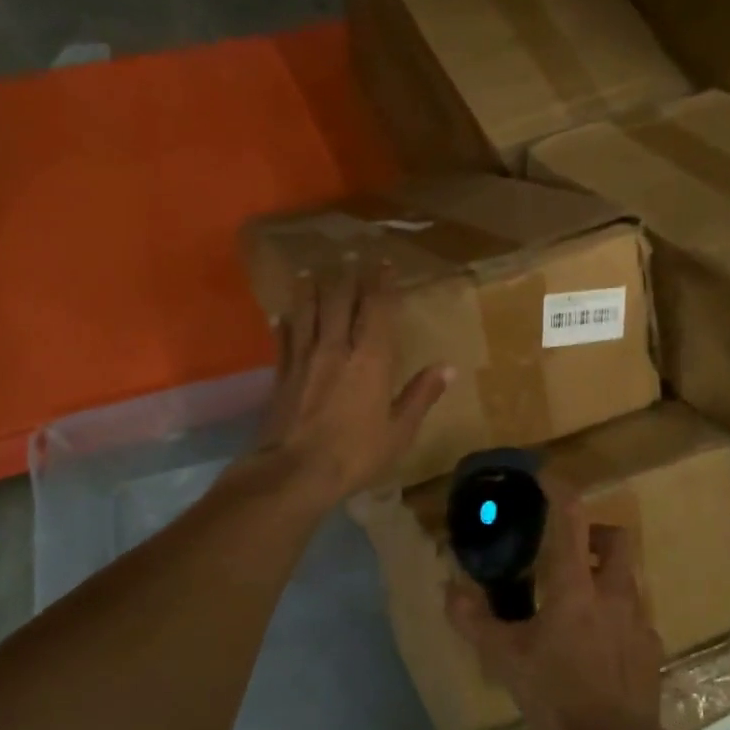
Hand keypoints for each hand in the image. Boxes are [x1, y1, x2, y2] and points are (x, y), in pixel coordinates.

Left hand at [250, 261, 450, 508]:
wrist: (295, 472)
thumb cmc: (355, 454)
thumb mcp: (399, 431)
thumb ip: (421, 395)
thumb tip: (448, 368)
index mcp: (371, 359)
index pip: (376, 308)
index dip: (380, 282)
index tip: (383, 263)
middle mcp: (336, 348)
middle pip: (339, 300)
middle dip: (347, 276)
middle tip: (350, 258)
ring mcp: (304, 358)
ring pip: (307, 312)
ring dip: (311, 289)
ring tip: (312, 273)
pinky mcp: (281, 374)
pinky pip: (284, 339)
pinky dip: (285, 323)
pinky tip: (282, 316)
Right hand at [445, 478, 664, 729]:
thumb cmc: (557, 693)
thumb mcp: (505, 658)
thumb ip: (474, 621)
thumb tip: (449, 589)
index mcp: (575, 586)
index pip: (570, 520)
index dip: (559, 491)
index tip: (547, 477)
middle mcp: (612, 592)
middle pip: (616, 537)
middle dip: (595, 532)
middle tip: (571, 550)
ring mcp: (638, 619)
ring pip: (627, 577)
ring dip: (605, 575)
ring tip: (579, 603)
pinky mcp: (651, 646)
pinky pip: (635, 615)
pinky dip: (617, 615)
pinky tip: (599, 645)